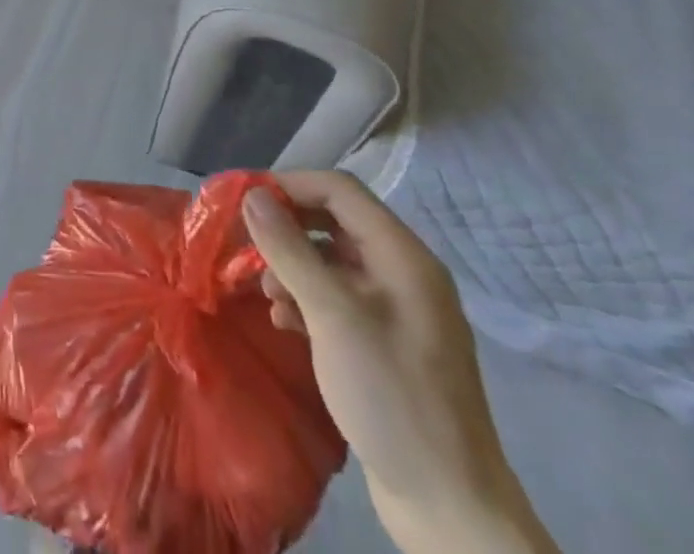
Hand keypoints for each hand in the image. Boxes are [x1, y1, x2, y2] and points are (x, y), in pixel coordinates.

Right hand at [243, 173, 559, 553]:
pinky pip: (339, 299)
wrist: (449, 507)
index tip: (243, 202)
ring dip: (293, 267)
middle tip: (246, 245)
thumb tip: (253, 195)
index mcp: (403, 256)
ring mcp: (398, 311)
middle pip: (334, 222)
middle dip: (287, 228)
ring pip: (333, 261)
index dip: (290, 185)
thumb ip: (290, 250)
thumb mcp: (332, 315)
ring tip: (266, 294)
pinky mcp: (387, 344)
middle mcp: (403, 273)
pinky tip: (286, 322)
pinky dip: (308, 299)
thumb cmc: (391, 395)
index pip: (340, 190)